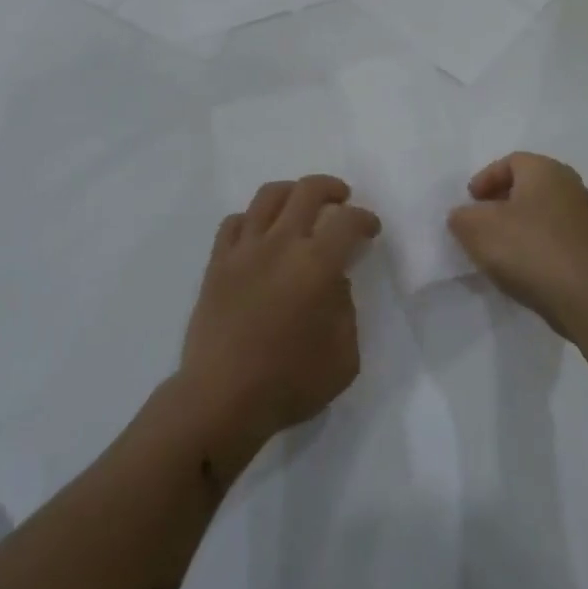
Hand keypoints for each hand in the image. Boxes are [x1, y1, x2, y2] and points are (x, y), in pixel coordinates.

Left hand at [180, 175, 380, 446]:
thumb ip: (346, 310)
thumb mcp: (344, 357)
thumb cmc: (289, 383)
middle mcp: (281, 243)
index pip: (348, 221)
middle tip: (341, 199)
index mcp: (316, 264)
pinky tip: (260, 232)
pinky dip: (252, 219)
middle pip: (308, 190)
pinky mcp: (217, 263)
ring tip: (300, 204)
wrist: (221, 400)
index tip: (370, 229)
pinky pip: (234, 222)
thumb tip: (333, 283)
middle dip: (331, 188)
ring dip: (291, 192)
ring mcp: (244, 249)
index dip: (365, 219)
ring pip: (268, 196)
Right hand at [448, 153, 587, 336]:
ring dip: (519, 224)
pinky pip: (555, 235)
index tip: (470, 202)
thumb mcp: (477, 228)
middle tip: (482, 221)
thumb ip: (462, 216)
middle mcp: (569, 184)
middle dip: (501, 201)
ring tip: (499, 248)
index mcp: (544, 169)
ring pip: (541, 211)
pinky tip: (523, 265)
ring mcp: (584, 216)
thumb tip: (464, 216)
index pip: (510, 162)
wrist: (585, 297)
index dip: (485, 179)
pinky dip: (536, 243)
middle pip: (527, 185)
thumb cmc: (528, 249)